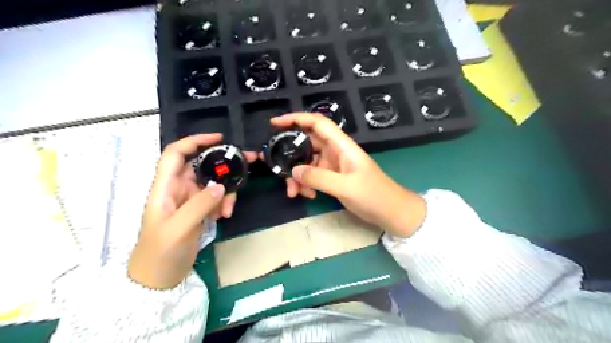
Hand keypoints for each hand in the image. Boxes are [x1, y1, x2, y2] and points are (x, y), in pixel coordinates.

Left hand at [128, 134, 255, 288]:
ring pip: (212, 183)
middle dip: (223, 163)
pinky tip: (224, 216)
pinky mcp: (198, 211)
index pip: (176, 154)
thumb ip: (199, 205)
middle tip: (248, 162)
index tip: (219, 139)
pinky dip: (223, 203)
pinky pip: (216, 198)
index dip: (194, 141)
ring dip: (226, 191)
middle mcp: (177, 189)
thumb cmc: (160, 253)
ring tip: (229, 209)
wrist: (158, 280)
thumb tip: (221, 185)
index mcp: (164, 187)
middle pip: (201, 165)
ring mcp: (189, 200)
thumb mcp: (179, 229)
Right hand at [269, 113, 425, 238]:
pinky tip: (307, 195)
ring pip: (307, 162)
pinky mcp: (332, 177)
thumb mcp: (345, 187)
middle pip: (306, 143)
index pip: (317, 123)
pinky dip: (306, 184)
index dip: (296, 118)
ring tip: (292, 192)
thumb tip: (293, 171)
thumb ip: (319, 178)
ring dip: (297, 175)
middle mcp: (335, 151)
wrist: (390, 212)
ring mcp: (333, 164)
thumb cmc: (374, 195)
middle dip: (289, 154)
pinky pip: (313, 175)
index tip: (275, 123)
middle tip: (272, 164)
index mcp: (341, 145)